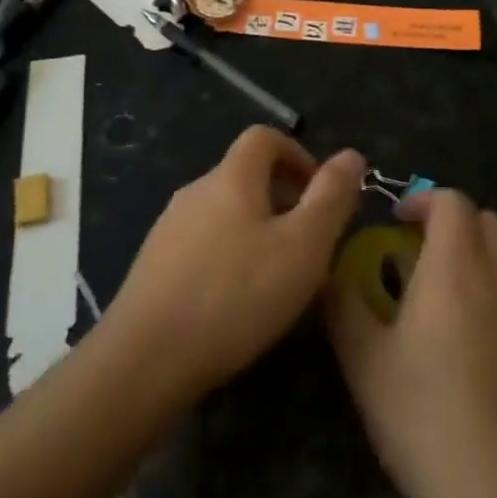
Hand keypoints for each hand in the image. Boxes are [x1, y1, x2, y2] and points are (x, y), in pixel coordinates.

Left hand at [104, 126, 363, 403]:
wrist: (145, 360)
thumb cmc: (236, 295)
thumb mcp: (303, 246)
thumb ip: (331, 197)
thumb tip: (351, 154)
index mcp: (231, 177)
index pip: (264, 137)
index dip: (298, 154)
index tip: (320, 194)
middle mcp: (195, 191)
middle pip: (245, 174)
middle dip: (283, 197)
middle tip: (308, 242)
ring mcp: (168, 228)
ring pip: (224, 211)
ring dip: (257, 229)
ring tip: (277, 276)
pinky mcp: (153, 265)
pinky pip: (202, 243)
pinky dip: (228, 255)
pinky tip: (236, 301)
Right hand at [326, 190, 496, 497]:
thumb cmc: (426, 414)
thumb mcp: (365, 361)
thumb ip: (343, 307)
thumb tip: (329, 275)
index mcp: (456, 266)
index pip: (452, 201)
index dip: (422, 198)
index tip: (393, 219)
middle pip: (487, 220)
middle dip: (451, 221)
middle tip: (413, 248)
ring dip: (469, 258)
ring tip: (428, 299)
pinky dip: (485, 295)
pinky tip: (457, 346)